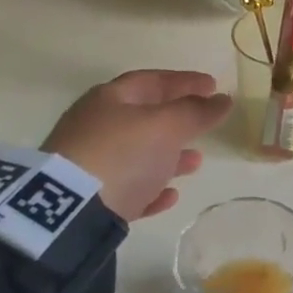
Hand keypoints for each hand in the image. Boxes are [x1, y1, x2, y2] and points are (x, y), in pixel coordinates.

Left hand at [39, 70, 231, 220]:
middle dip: (177, 119)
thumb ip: (197, 112)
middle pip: (143, 117)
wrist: (69, 212)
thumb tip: (223, 99)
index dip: (184, 81)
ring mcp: (88, 164)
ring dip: (168, 156)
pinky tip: (169, 196)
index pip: (152, 80)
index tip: (213, 86)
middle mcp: (95, 126)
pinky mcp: (88, 200)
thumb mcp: (167, 126)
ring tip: (195, 163)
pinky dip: (150, 188)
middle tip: (204, 123)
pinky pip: (127, 188)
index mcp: (109, 99)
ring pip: (136, 154)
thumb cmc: (123, 153)